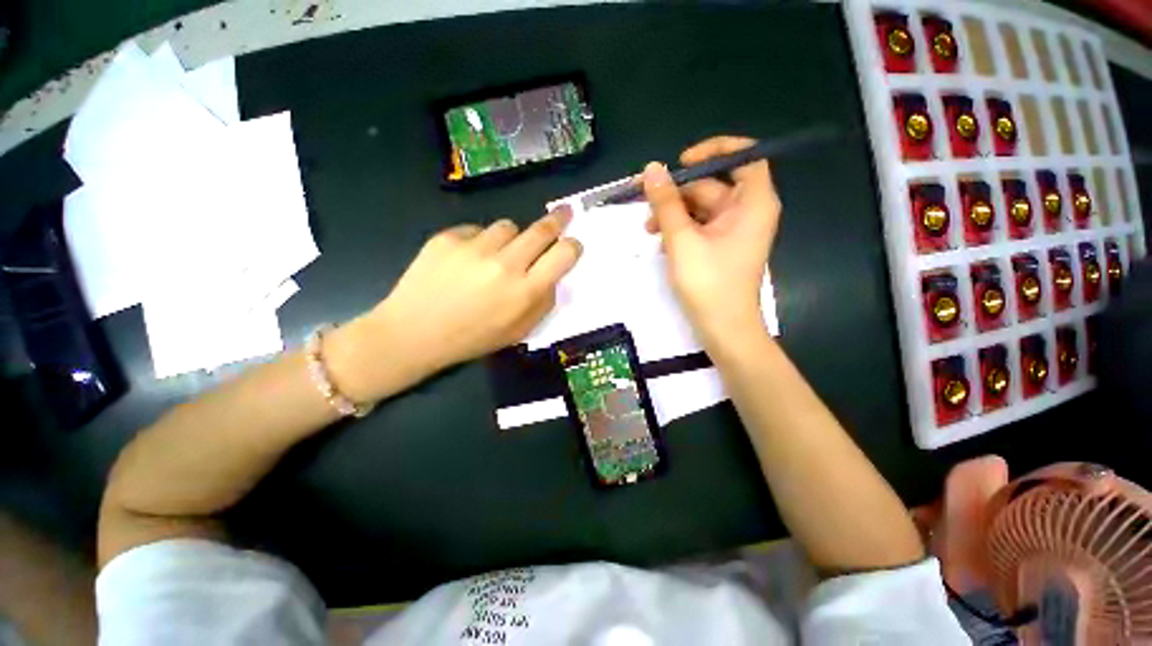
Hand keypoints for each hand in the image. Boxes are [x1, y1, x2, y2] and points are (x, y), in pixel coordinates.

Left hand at [328, 209, 582, 401]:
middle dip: (557, 220)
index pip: (564, 253)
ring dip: (512, 238)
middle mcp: (505, 264)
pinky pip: (477, 230)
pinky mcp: (448, 237)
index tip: (572, 244)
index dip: (573, 246)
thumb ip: (544, 302)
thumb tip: (554, 275)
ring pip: (509, 226)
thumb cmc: (472, 338)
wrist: (414, 333)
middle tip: (563, 214)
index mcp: (525, 291)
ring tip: (498, 255)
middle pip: (542, 229)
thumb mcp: (519, 331)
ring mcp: (475, 247)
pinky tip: (467, 260)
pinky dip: (480, 241)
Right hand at [643, 136, 780, 346]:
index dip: (714, 151)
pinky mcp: (722, 247)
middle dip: (678, 193)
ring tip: (648, 229)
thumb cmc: (708, 283)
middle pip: (713, 185)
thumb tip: (652, 169)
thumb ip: (667, 203)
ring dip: (674, 214)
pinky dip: (681, 230)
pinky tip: (660, 241)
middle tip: (645, 202)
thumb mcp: (681, 239)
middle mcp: (748, 212)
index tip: (681, 161)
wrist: (723, 328)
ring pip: (701, 208)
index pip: (744, 156)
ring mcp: (734, 231)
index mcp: (753, 203)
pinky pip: (700, 227)